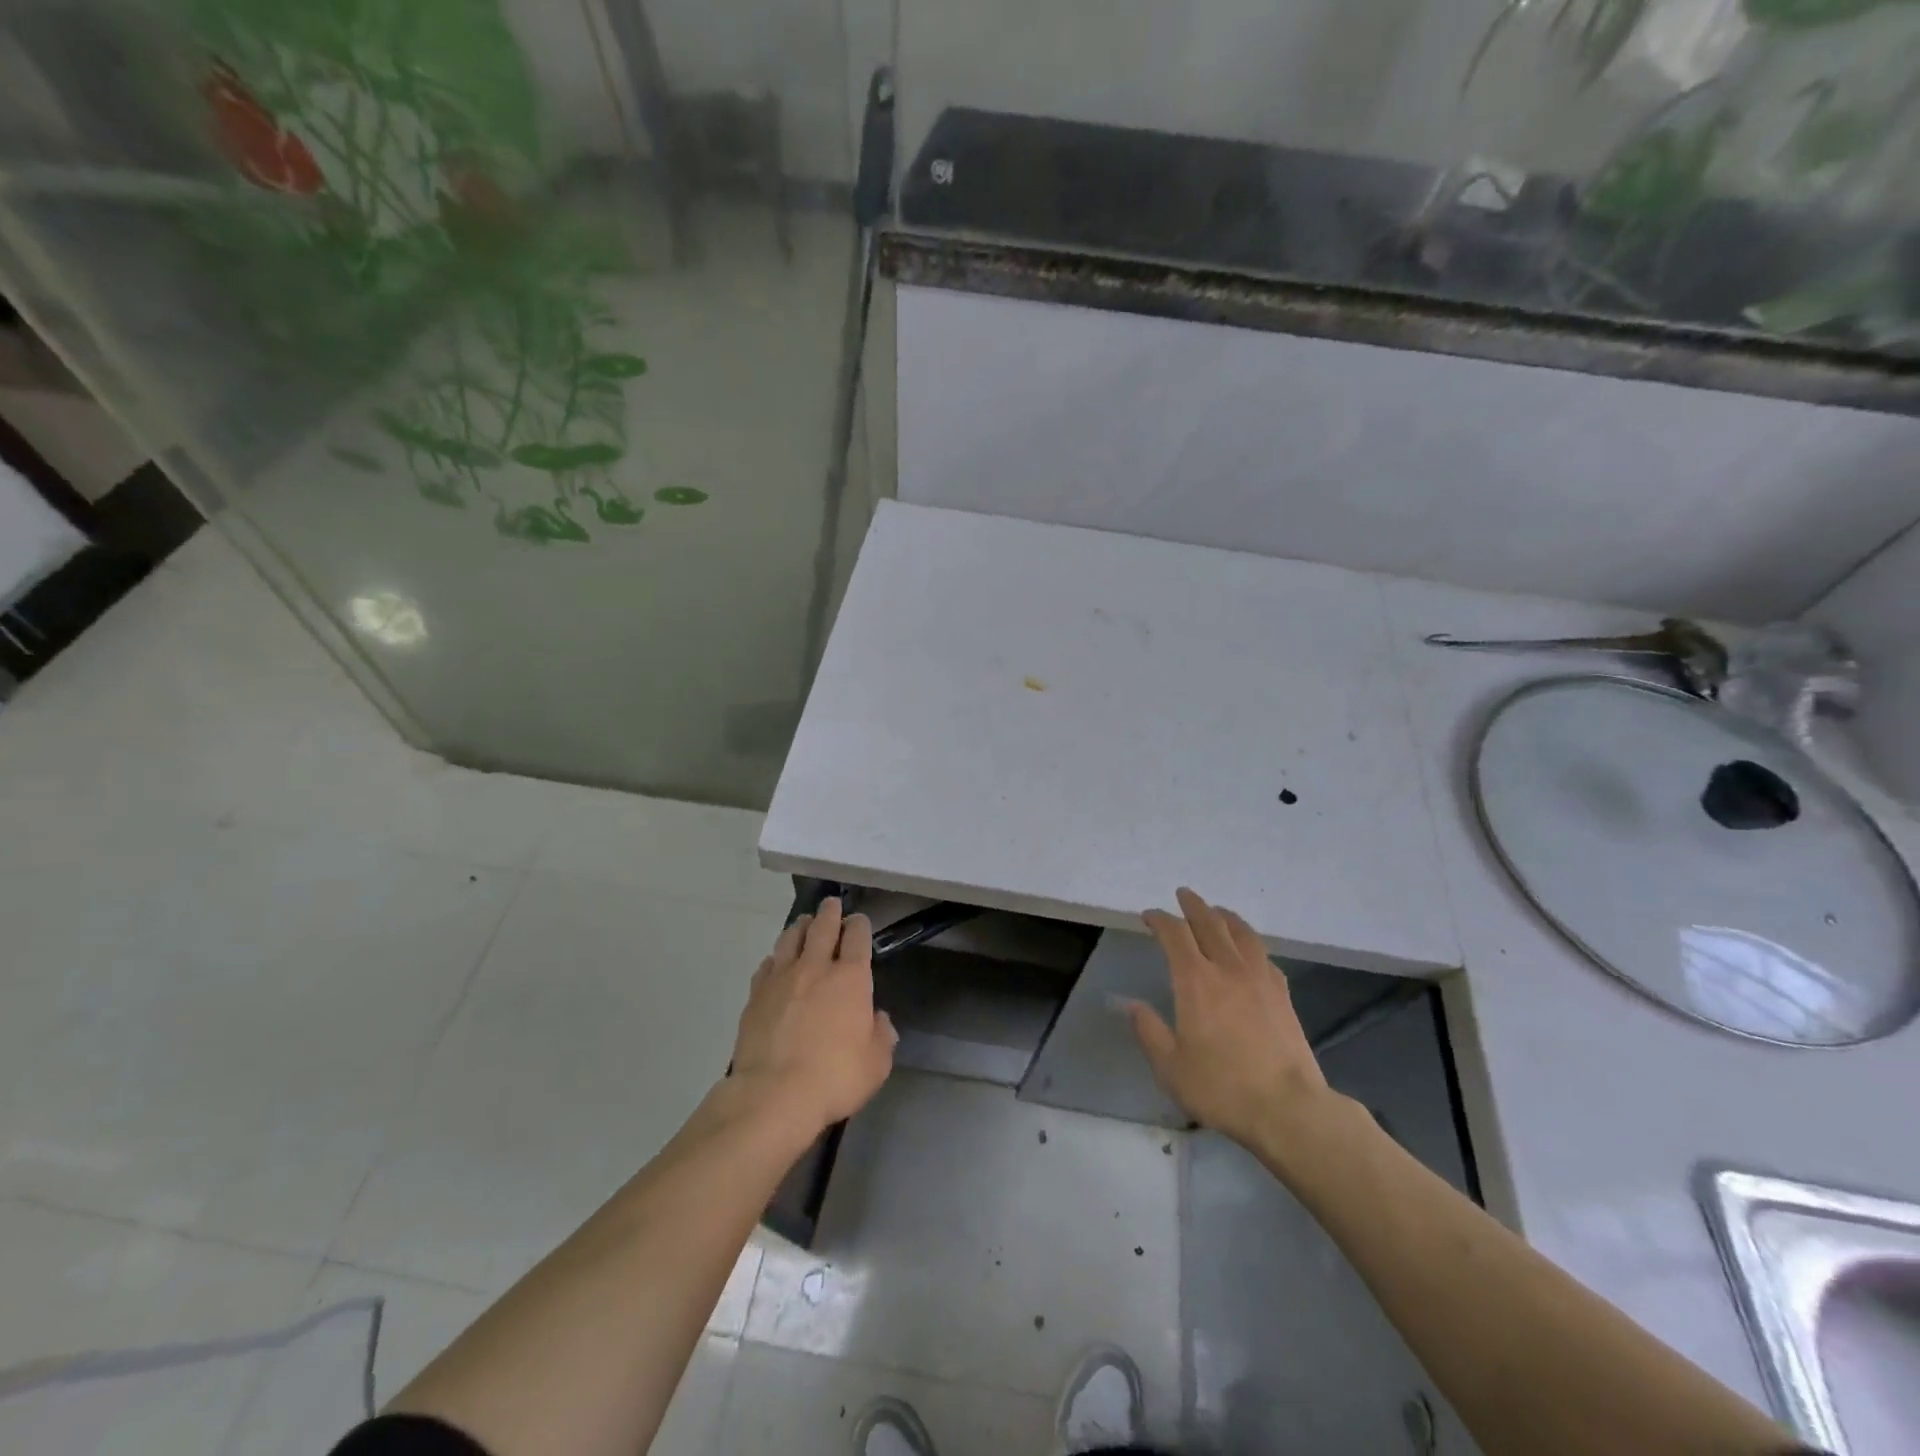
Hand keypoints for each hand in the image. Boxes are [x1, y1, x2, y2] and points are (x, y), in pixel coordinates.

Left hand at [730, 898, 896, 1136]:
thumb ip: (881, 1035)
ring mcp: (781, 978)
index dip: (859, 925)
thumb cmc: (835, 1077)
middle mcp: (815, 967)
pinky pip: (766, 966)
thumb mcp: (876, 1063)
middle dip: (829, 912)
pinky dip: (775, 958)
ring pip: (790, 938)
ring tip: (803, 923)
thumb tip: (877, 1019)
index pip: (857, 937)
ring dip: (799, 927)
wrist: (774, 1094)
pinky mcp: (755, 995)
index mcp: (850, 978)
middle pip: (822, 927)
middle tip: (831, 903)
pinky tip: (775, 962)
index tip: (859, 920)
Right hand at [1128, 887, 1335, 1150]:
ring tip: (1217, 911)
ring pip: (1242, 933)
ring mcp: (1260, 979)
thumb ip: (1149, 1031)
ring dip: (1225, 916)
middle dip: (1193, 905)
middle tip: (1183, 894)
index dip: (1160, 920)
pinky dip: (1250, 943)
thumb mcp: (1171, 1067)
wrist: (1289, 1108)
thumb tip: (1131, 1005)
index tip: (1149, 915)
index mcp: (1195, 980)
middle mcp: (1228, 969)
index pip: (1175, 935)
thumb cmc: (1222, 1087)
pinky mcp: (1282, 995)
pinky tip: (1249, 951)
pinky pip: (1263, 956)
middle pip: (1210, 923)